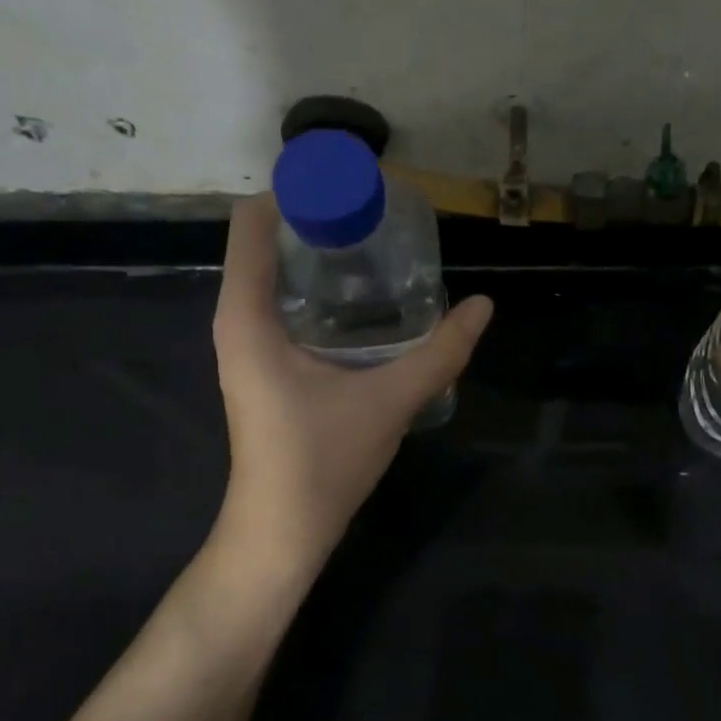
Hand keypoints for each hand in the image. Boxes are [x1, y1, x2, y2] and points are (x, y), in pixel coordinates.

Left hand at [209, 195, 493, 576]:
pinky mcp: (260, 366)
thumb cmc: (322, 461)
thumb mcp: (390, 400)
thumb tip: (484, 306)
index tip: (355, 189)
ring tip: (375, 246)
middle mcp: (236, 321)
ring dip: (316, 254)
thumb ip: (441, 352)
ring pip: (272, 274)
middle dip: (317, 219)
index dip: (301, 193)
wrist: (282, 531)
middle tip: (378, 216)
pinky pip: (280, 303)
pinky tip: (361, 300)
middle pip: (265, 241)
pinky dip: (314, 287)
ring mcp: (245, 346)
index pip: (254, 222)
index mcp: (247, 316)